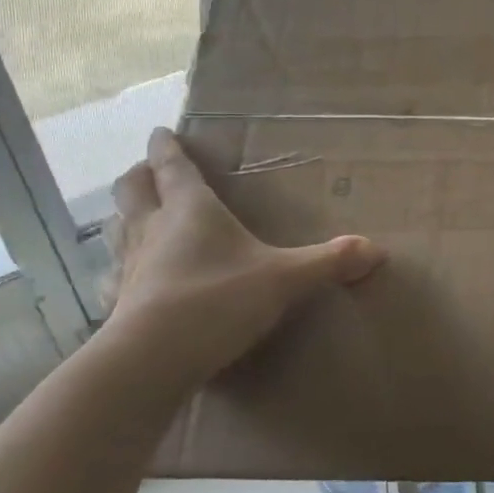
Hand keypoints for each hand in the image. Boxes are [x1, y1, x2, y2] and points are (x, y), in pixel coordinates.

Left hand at [102, 128, 384, 384]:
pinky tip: (131, 279)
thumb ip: (329, 262)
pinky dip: (122, 268)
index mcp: (190, 210)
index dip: (166, 147)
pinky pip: (115, 275)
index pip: (173, 167)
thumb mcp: (285, 279)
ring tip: (138, 217)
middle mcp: (153, 229)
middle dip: (140, 176)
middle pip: (133, 190)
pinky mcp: (118, 303)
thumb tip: (378, 250)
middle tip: (150, 171)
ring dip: (126, 217)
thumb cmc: (218, 300)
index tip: (160, 131)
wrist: (152, 360)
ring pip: (119, 228)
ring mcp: (130, 267)